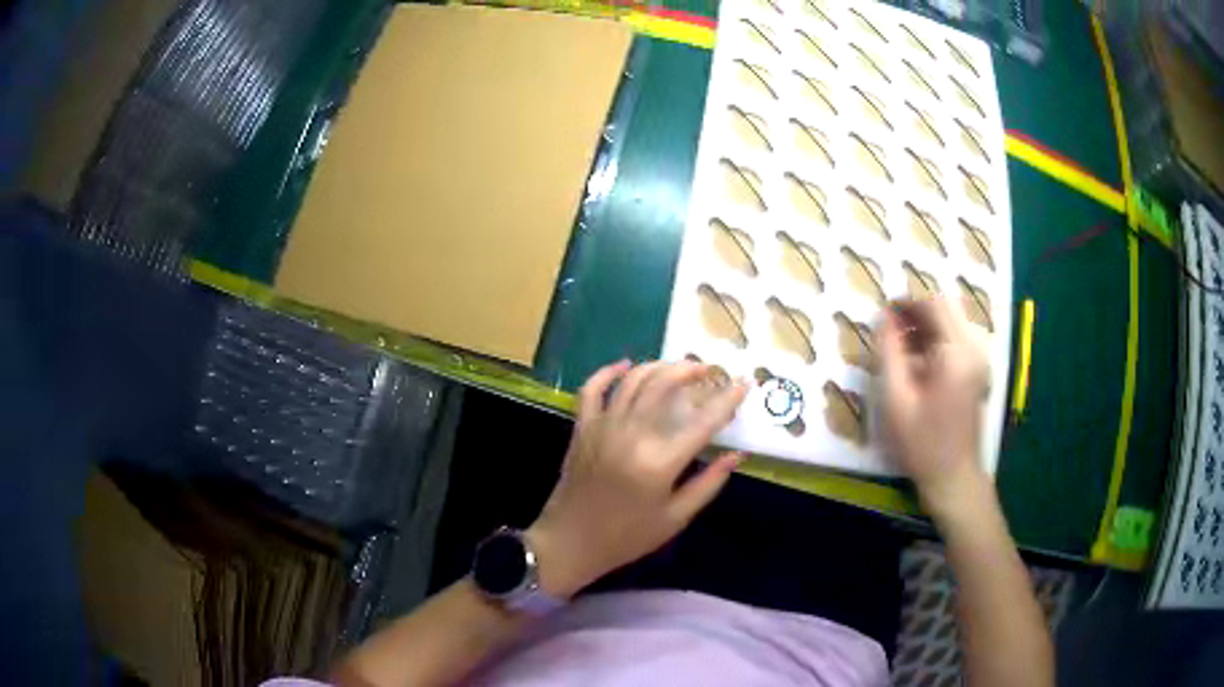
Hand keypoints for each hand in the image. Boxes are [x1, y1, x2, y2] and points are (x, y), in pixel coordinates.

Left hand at [526, 360, 748, 597]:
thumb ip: (708, 484)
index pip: (702, 422)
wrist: (570, 542)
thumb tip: (736, 455)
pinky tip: (625, 365)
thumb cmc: (626, 537)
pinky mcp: (582, 428)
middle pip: (664, 386)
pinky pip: (592, 389)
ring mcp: (602, 427)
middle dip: (691, 371)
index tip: (744, 383)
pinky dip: (608, 372)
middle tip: (709, 370)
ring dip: (658, 366)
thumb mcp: (675, 519)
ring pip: (632, 380)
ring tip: (679, 367)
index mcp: (659, 462)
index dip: (727, 400)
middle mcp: (631, 435)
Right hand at [876, 297, 990, 516]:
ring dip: (926, 324)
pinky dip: (936, 338)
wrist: (954, 477)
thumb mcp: (896, 399)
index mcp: (957, 352)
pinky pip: (957, 339)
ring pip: (952, 322)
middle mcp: (974, 348)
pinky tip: (917, 358)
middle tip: (889, 325)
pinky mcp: (978, 371)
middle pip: (946, 308)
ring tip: (899, 342)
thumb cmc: (923, 443)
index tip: (883, 310)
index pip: (934, 304)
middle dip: (917, 311)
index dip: (907, 301)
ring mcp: (979, 359)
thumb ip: (889, 352)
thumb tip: (883, 318)